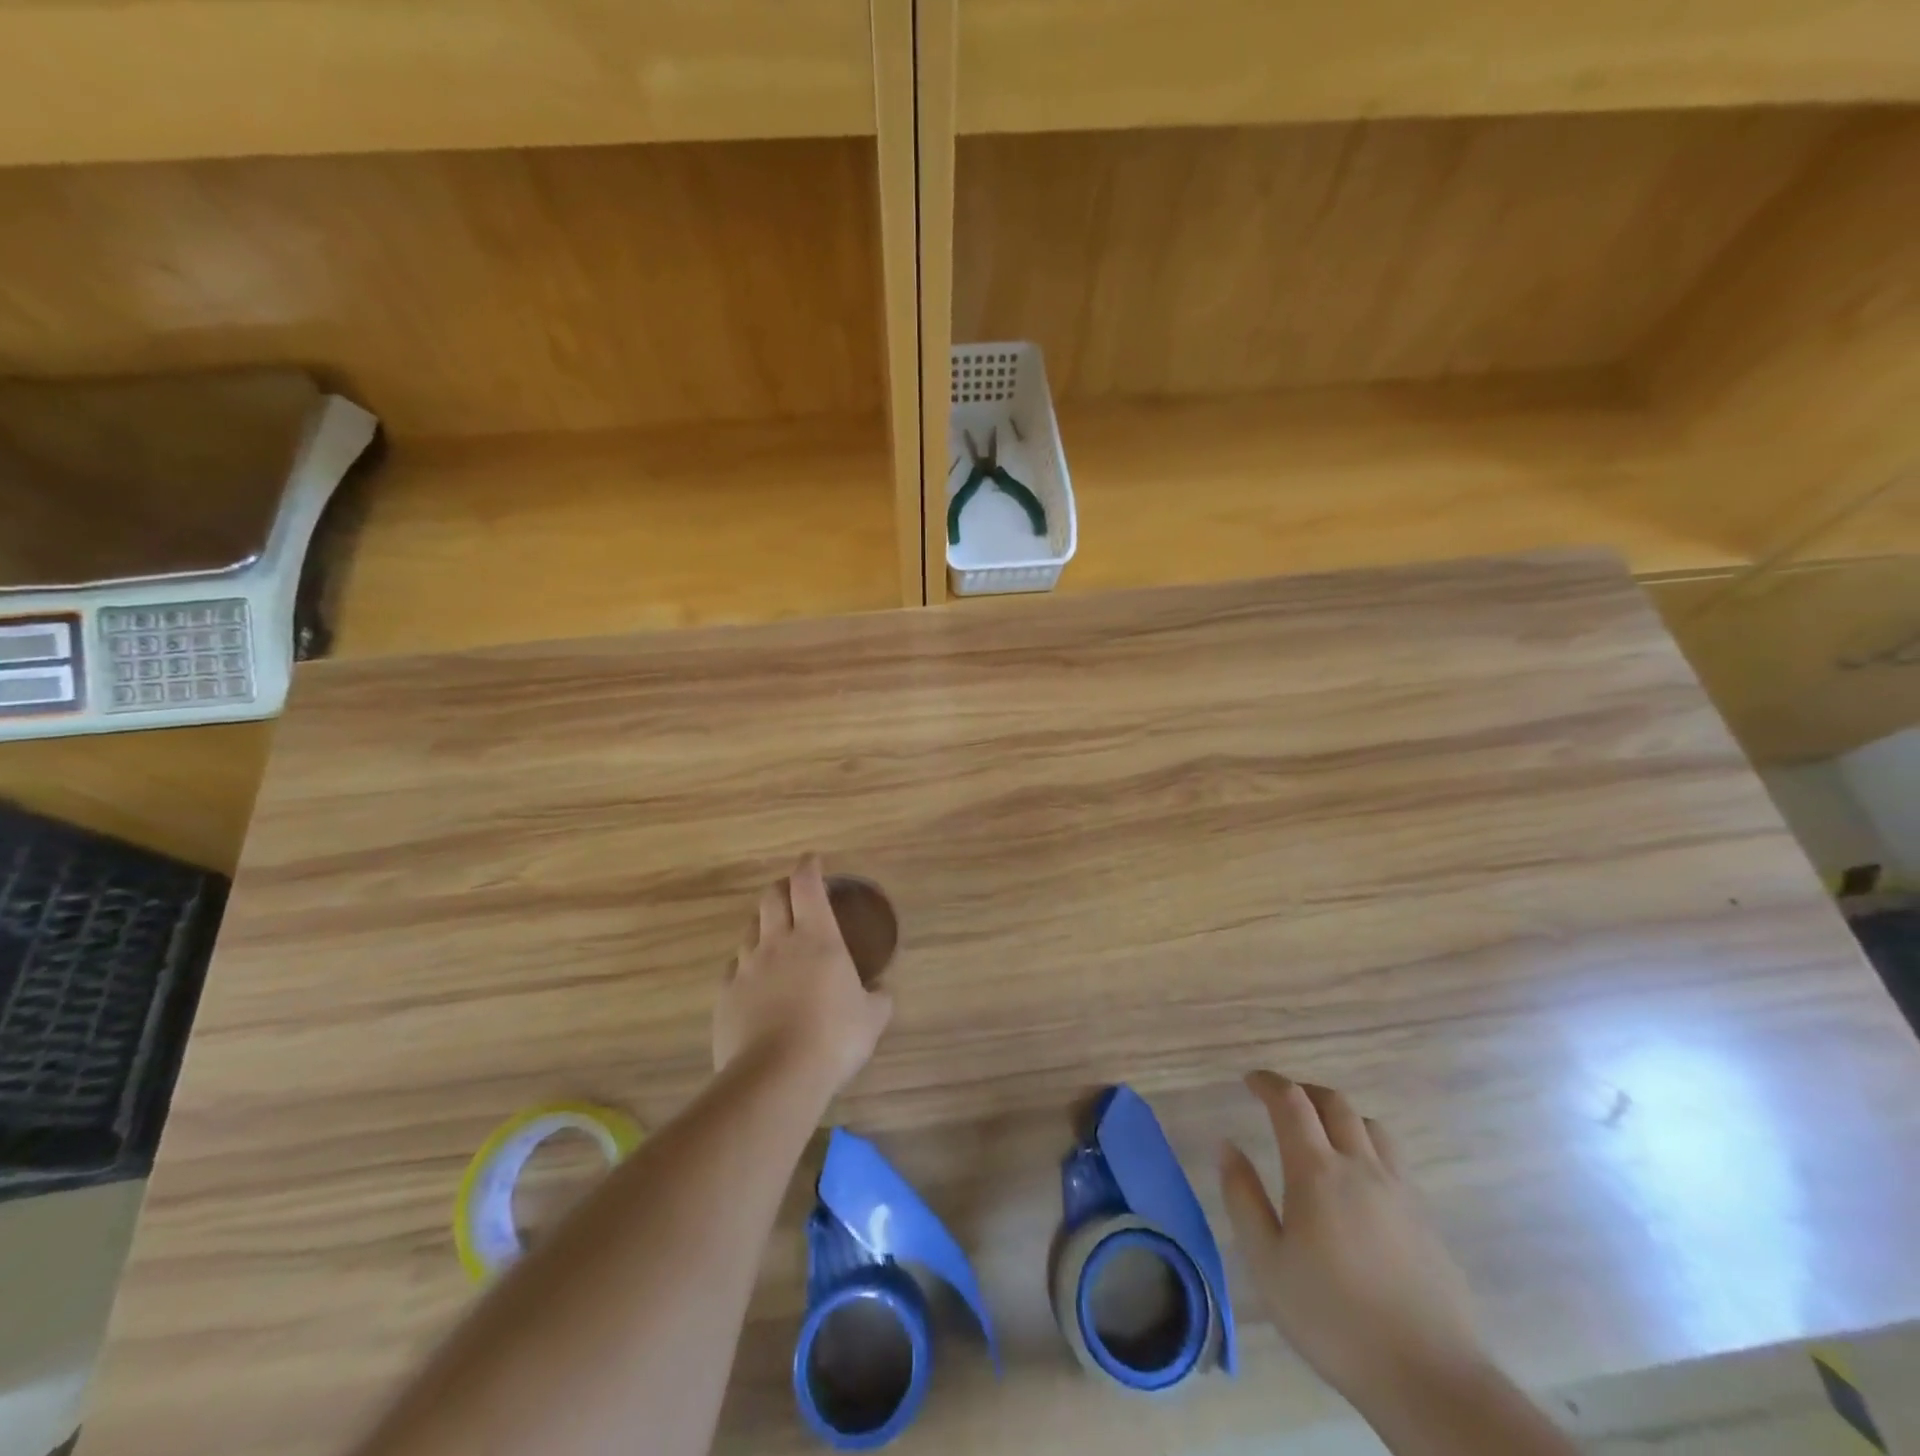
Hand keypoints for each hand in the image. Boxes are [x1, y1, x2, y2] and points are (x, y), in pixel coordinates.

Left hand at [713, 856, 892, 1097]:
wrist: (775, 1077)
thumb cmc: (834, 1037)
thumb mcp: (872, 1018)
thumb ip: (878, 998)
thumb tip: (881, 991)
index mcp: (817, 937)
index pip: (807, 885)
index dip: (809, 867)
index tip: (812, 859)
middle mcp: (778, 942)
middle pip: (772, 898)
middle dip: (782, 888)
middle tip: (794, 893)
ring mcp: (747, 967)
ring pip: (750, 930)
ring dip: (763, 925)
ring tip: (774, 936)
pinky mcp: (726, 995)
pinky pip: (734, 967)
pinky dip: (746, 964)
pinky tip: (754, 978)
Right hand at [1220, 1072, 1485, 1408]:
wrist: (1429, 1379)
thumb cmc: (1333, 1319)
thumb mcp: (1267, 1263)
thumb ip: (1243, 1197)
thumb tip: (1227, 1146)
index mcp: (1317, 1171)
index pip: (1291, 1102)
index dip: (1268, 1082)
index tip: (1250, 1081)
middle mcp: (1361, 1167)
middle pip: (1335, 1103)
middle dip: (1304, 1091)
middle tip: (1281, 1101)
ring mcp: (1400, 1191)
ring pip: (1371, 1127)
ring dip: (1341, 1116)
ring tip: (1322, 1135)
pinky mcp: (1425, 1219)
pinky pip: (1394, 1160)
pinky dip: (1368, 1148)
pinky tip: (1359, 1182)